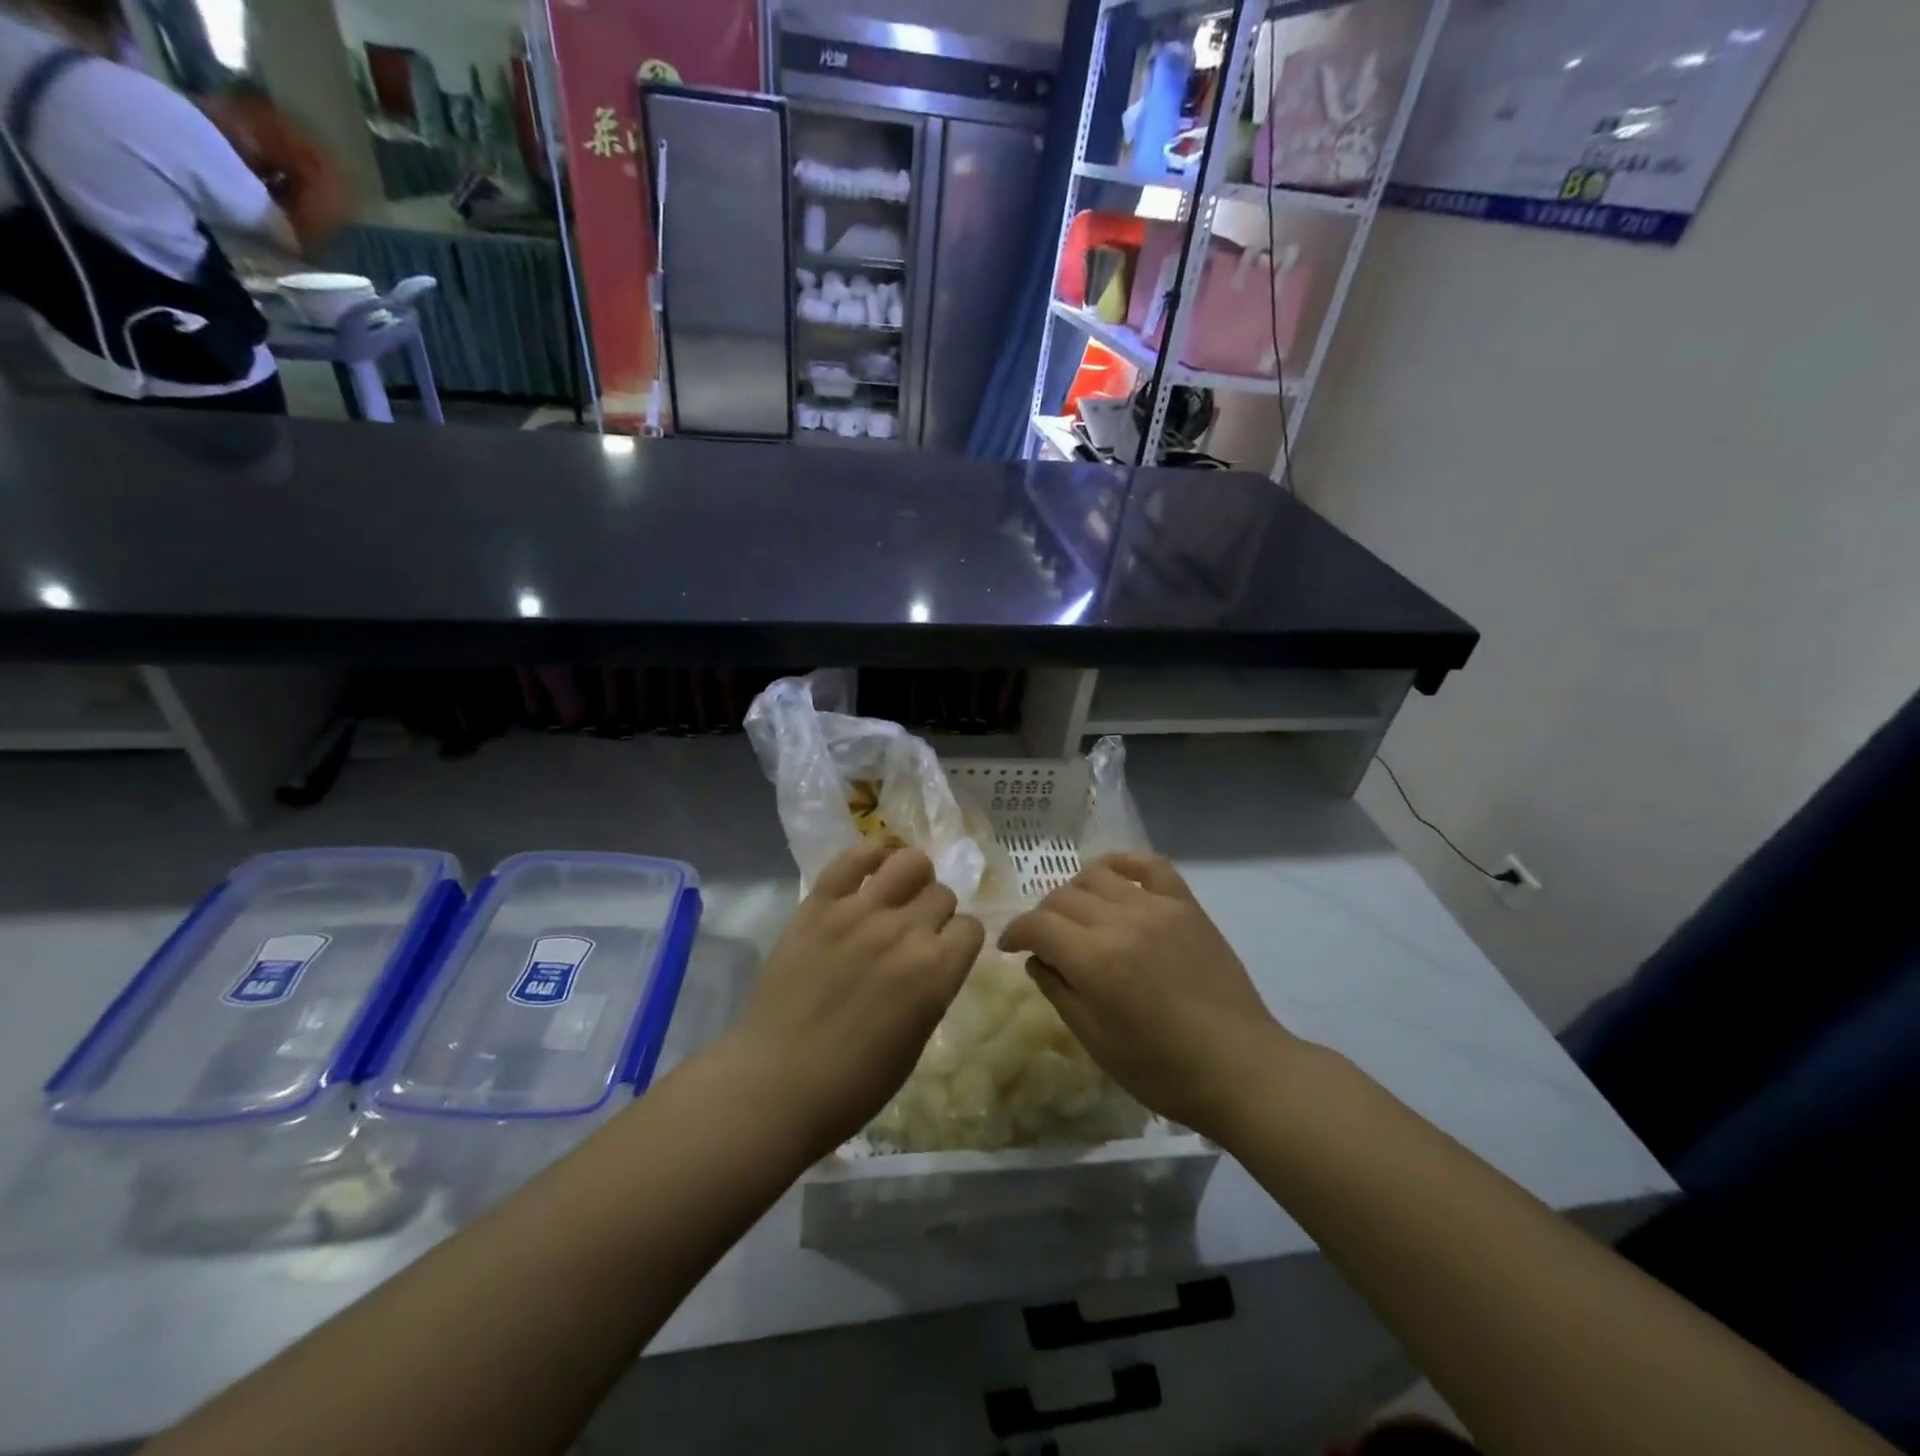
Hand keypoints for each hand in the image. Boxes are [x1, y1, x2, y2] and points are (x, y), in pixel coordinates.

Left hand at [729, 842, 984, 1159]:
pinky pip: (852, 858)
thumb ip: (933, 989)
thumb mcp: (915, 1042)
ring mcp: (859, 913)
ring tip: (897, 894)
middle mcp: (905, 933)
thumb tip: (934, 958)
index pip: (971, 928)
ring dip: (913, 877)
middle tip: (914, 932)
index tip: (945, 951)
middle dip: (936, 912)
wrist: (774, 1085)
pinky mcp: (818, 905)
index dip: (960, 940)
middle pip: (942, 894)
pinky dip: (869, 855)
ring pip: (909, 863)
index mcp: (936, 973)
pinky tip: (872, 867)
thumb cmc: (853, 1085)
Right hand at [999, 851, 1290, 1140]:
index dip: (1015, 932)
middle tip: (1046, 941)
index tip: (1010, 946)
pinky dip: (1124, 862)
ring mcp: (1157, 907)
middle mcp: (1121, 921)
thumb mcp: (1094, 1040)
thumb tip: (1036, 958)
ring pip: (1097, 875)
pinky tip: (1114, 876)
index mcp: (1094, 959)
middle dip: (1043, 917)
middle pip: (1062, 897)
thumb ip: (1058, 990)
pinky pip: (1150, 864)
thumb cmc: (1161, 1068)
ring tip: (1080, 915)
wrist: (1238, 1067)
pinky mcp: (1186, 905)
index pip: (1037, 925)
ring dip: (1076, 891)